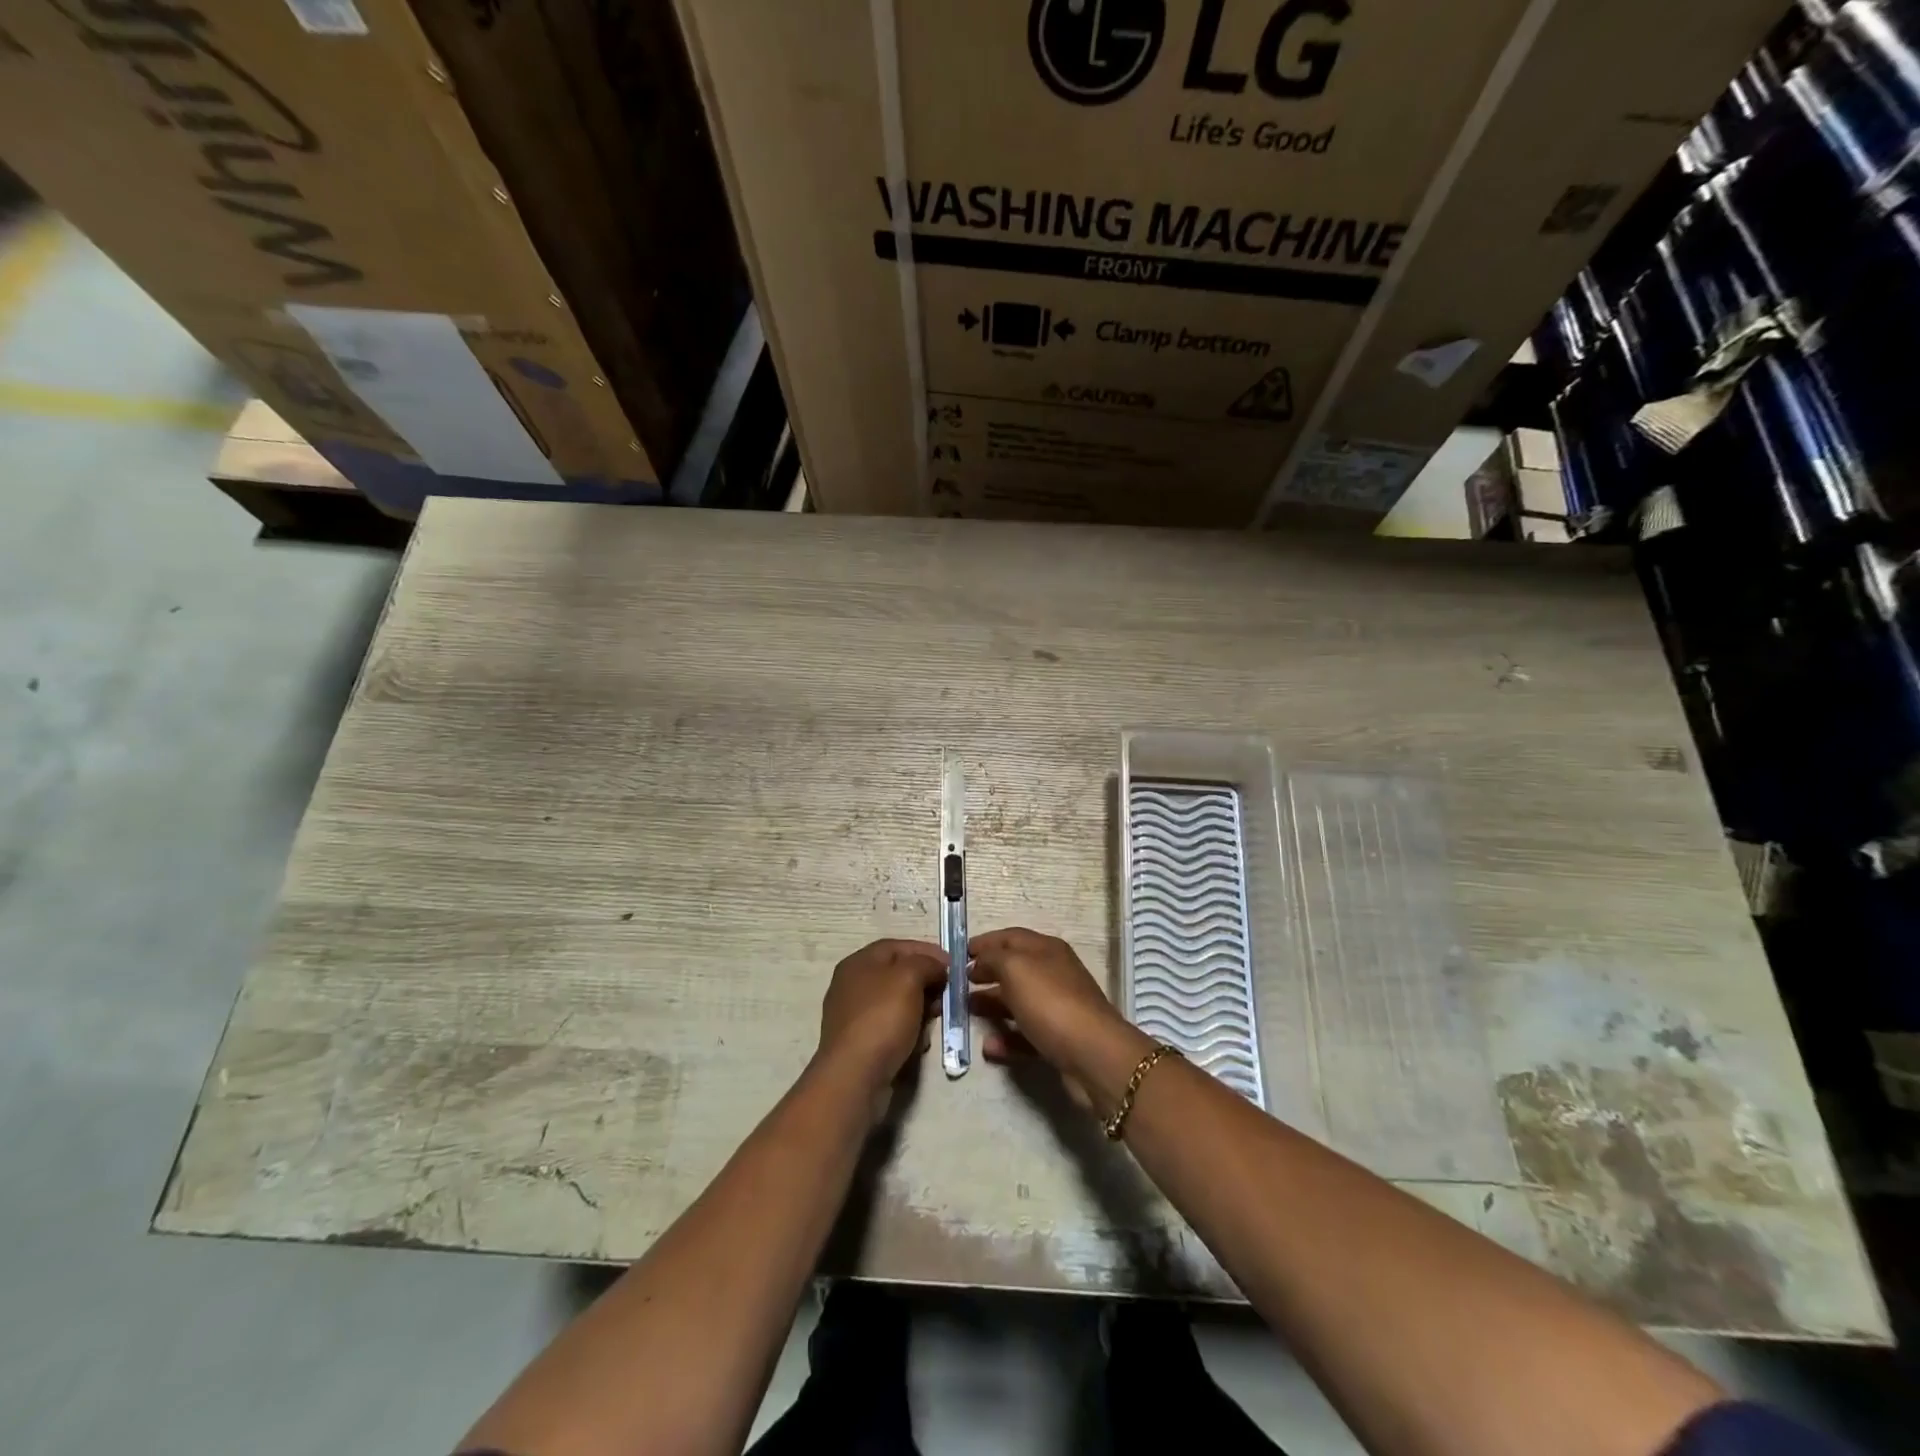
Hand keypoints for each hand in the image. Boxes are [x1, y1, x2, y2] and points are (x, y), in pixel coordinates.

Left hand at [816, 939, 949, 1103]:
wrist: (855, 1076)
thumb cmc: (882, 1018)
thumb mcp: (909, 978)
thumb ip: (926, 963)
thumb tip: (936, 967)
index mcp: (859, 962)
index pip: (898, 946)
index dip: (927, 952)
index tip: (953, 965)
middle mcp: (853, 985)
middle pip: (899, 975)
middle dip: (927, 983)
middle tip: (947, 996)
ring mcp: (855, 1016)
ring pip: (898, 1003)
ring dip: (921, 1010)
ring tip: (934, 1022)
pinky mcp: (861, 1043)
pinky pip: (892, 1028)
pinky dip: (909, 1032)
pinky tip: (919, 1044)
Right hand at [968, 928, 1150, 1108]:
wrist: (1093, 1055)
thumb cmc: (1051, 1002)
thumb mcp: (1015, 968)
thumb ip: (992, 958)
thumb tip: (979, 960)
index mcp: (1046, 949)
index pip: (1010, 937)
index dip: (984, 942)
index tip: (957, 954)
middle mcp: (1053, 974)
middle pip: (1013, 969)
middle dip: (985, 974)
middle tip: (957, 985)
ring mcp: (1057, 1007)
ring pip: (1018, 1002)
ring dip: (991, 1005)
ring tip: (966, 1012)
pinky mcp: (1058, 1040)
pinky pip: (1026, 1035)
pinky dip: (1006, 1039)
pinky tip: (988, 1047)